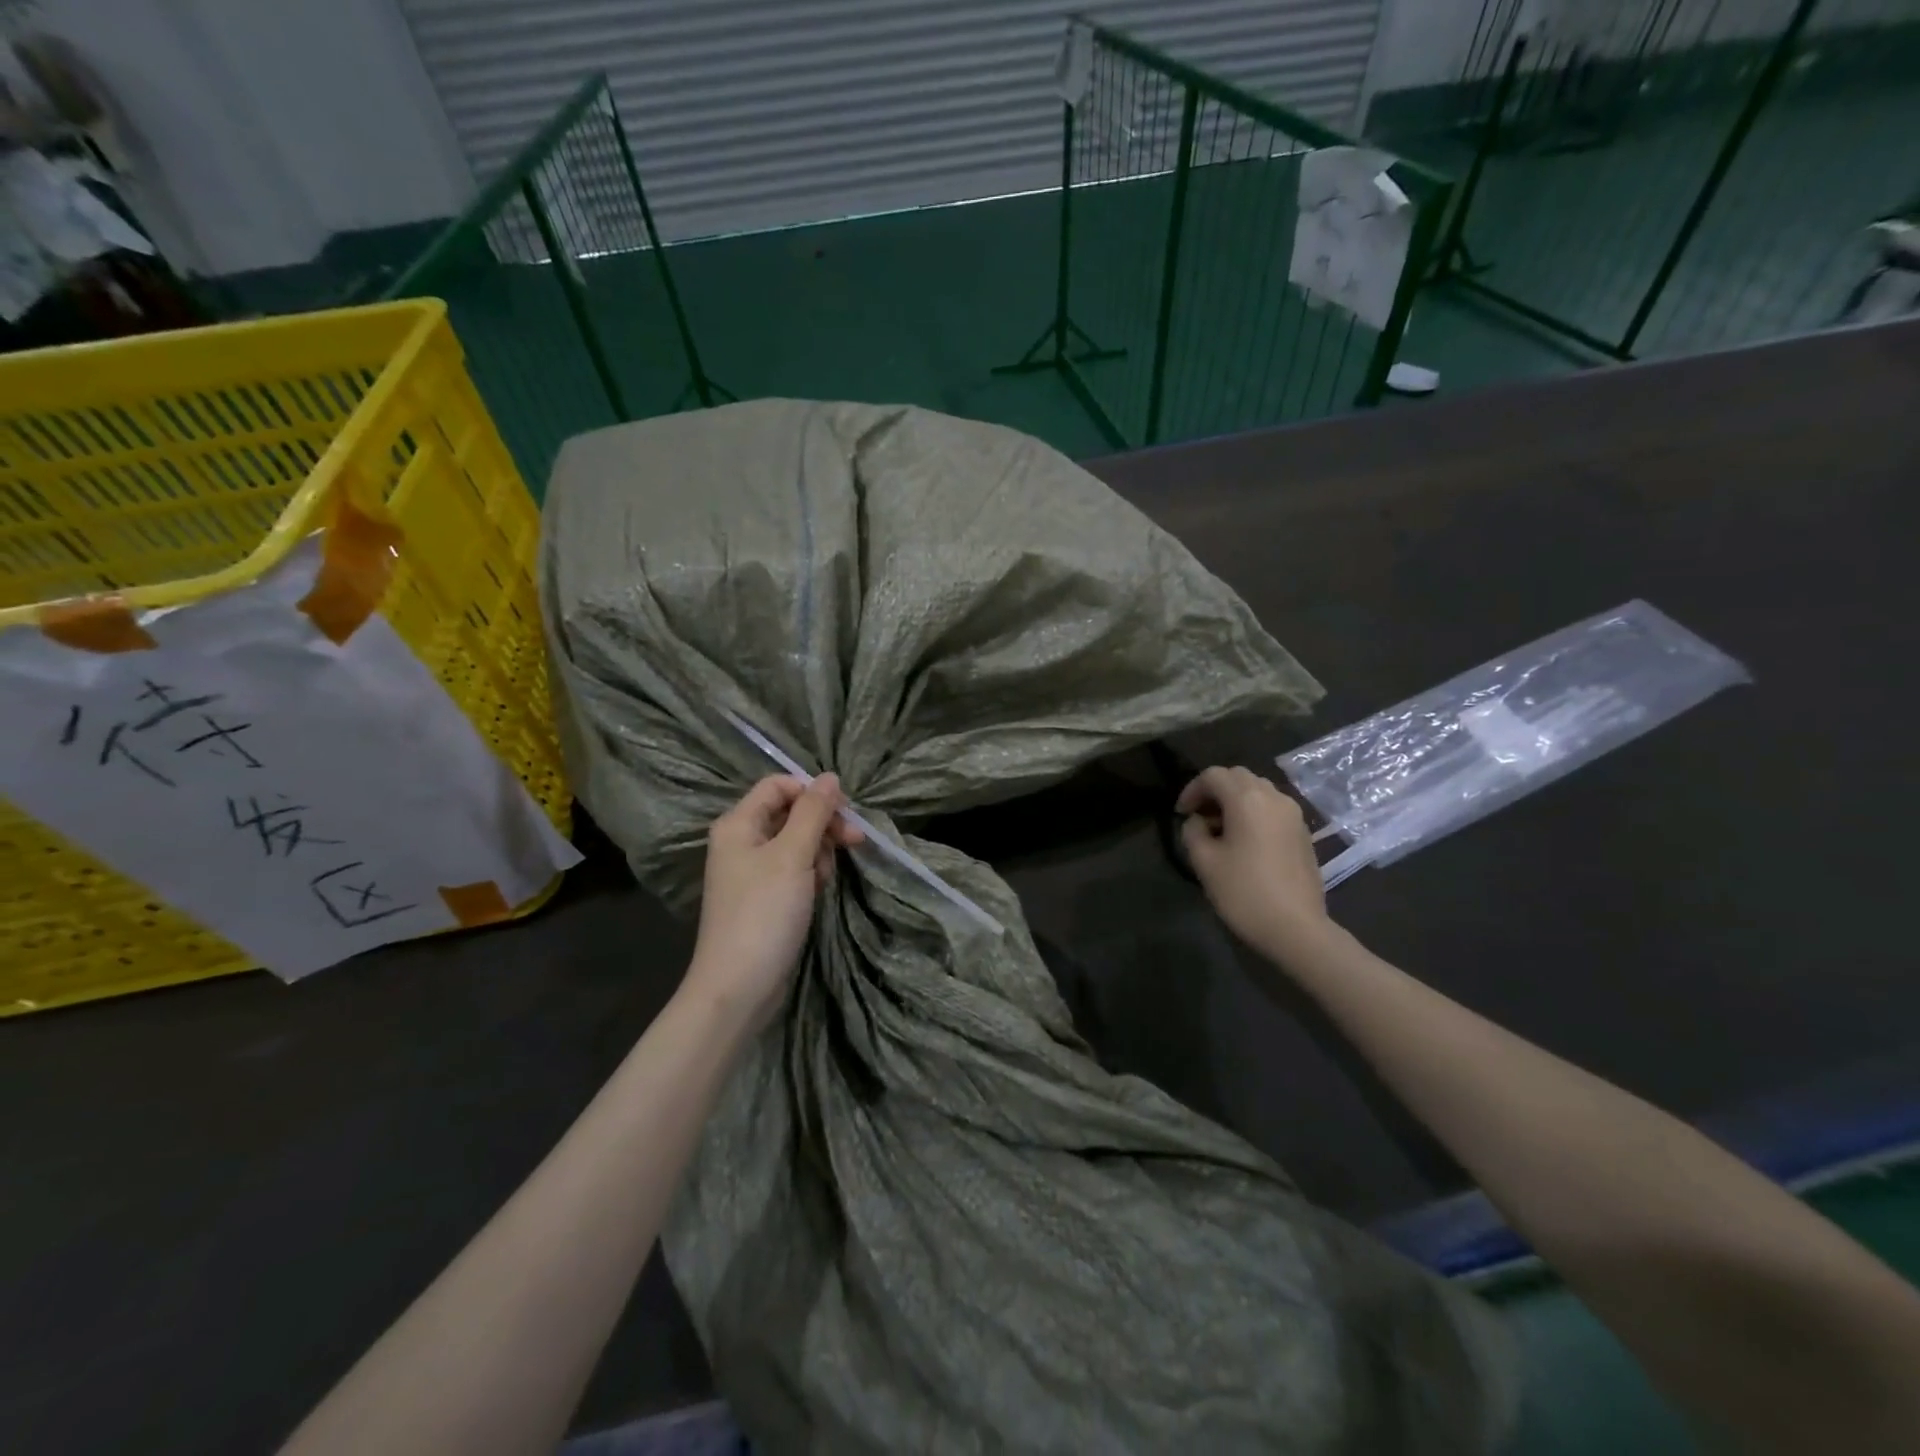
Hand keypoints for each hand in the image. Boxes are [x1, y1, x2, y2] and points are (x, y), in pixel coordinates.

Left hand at [687, 774, 863, 1030]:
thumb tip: (830, 776)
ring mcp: (752, 871)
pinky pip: (793, 869)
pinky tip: (818, 891)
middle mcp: (741, 841)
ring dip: (819, 852)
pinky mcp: (764, 897)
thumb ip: (813, 812)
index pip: (778, 785)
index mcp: (738, 824)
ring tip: (824, 878)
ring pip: (797, 842)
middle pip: (790, 813)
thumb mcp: (792, 855)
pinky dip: (810, 874)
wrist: (739, 987)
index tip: (844, 811)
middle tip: (856, 841)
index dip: (812, 792)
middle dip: (823, 824)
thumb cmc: (764, 913)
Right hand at [1177, 766, 1330, 959]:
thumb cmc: (1244, 892)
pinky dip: (1254, 812)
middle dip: (1214, 790)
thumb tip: (1199, 822)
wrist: (1296, 928)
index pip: (1213, 775)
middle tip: (1199, 817)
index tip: (1181, 814)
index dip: (1192, 789)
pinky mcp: (1304, 832)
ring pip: (1258, 790)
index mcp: (1247, 799)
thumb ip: (1193, 832)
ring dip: (1236, 799)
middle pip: (1238, 776)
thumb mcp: (1204, 861)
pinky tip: (1245, 840)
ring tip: (1221, 828)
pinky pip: (1273, 808)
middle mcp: (1273, 797)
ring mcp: (1293, 814)